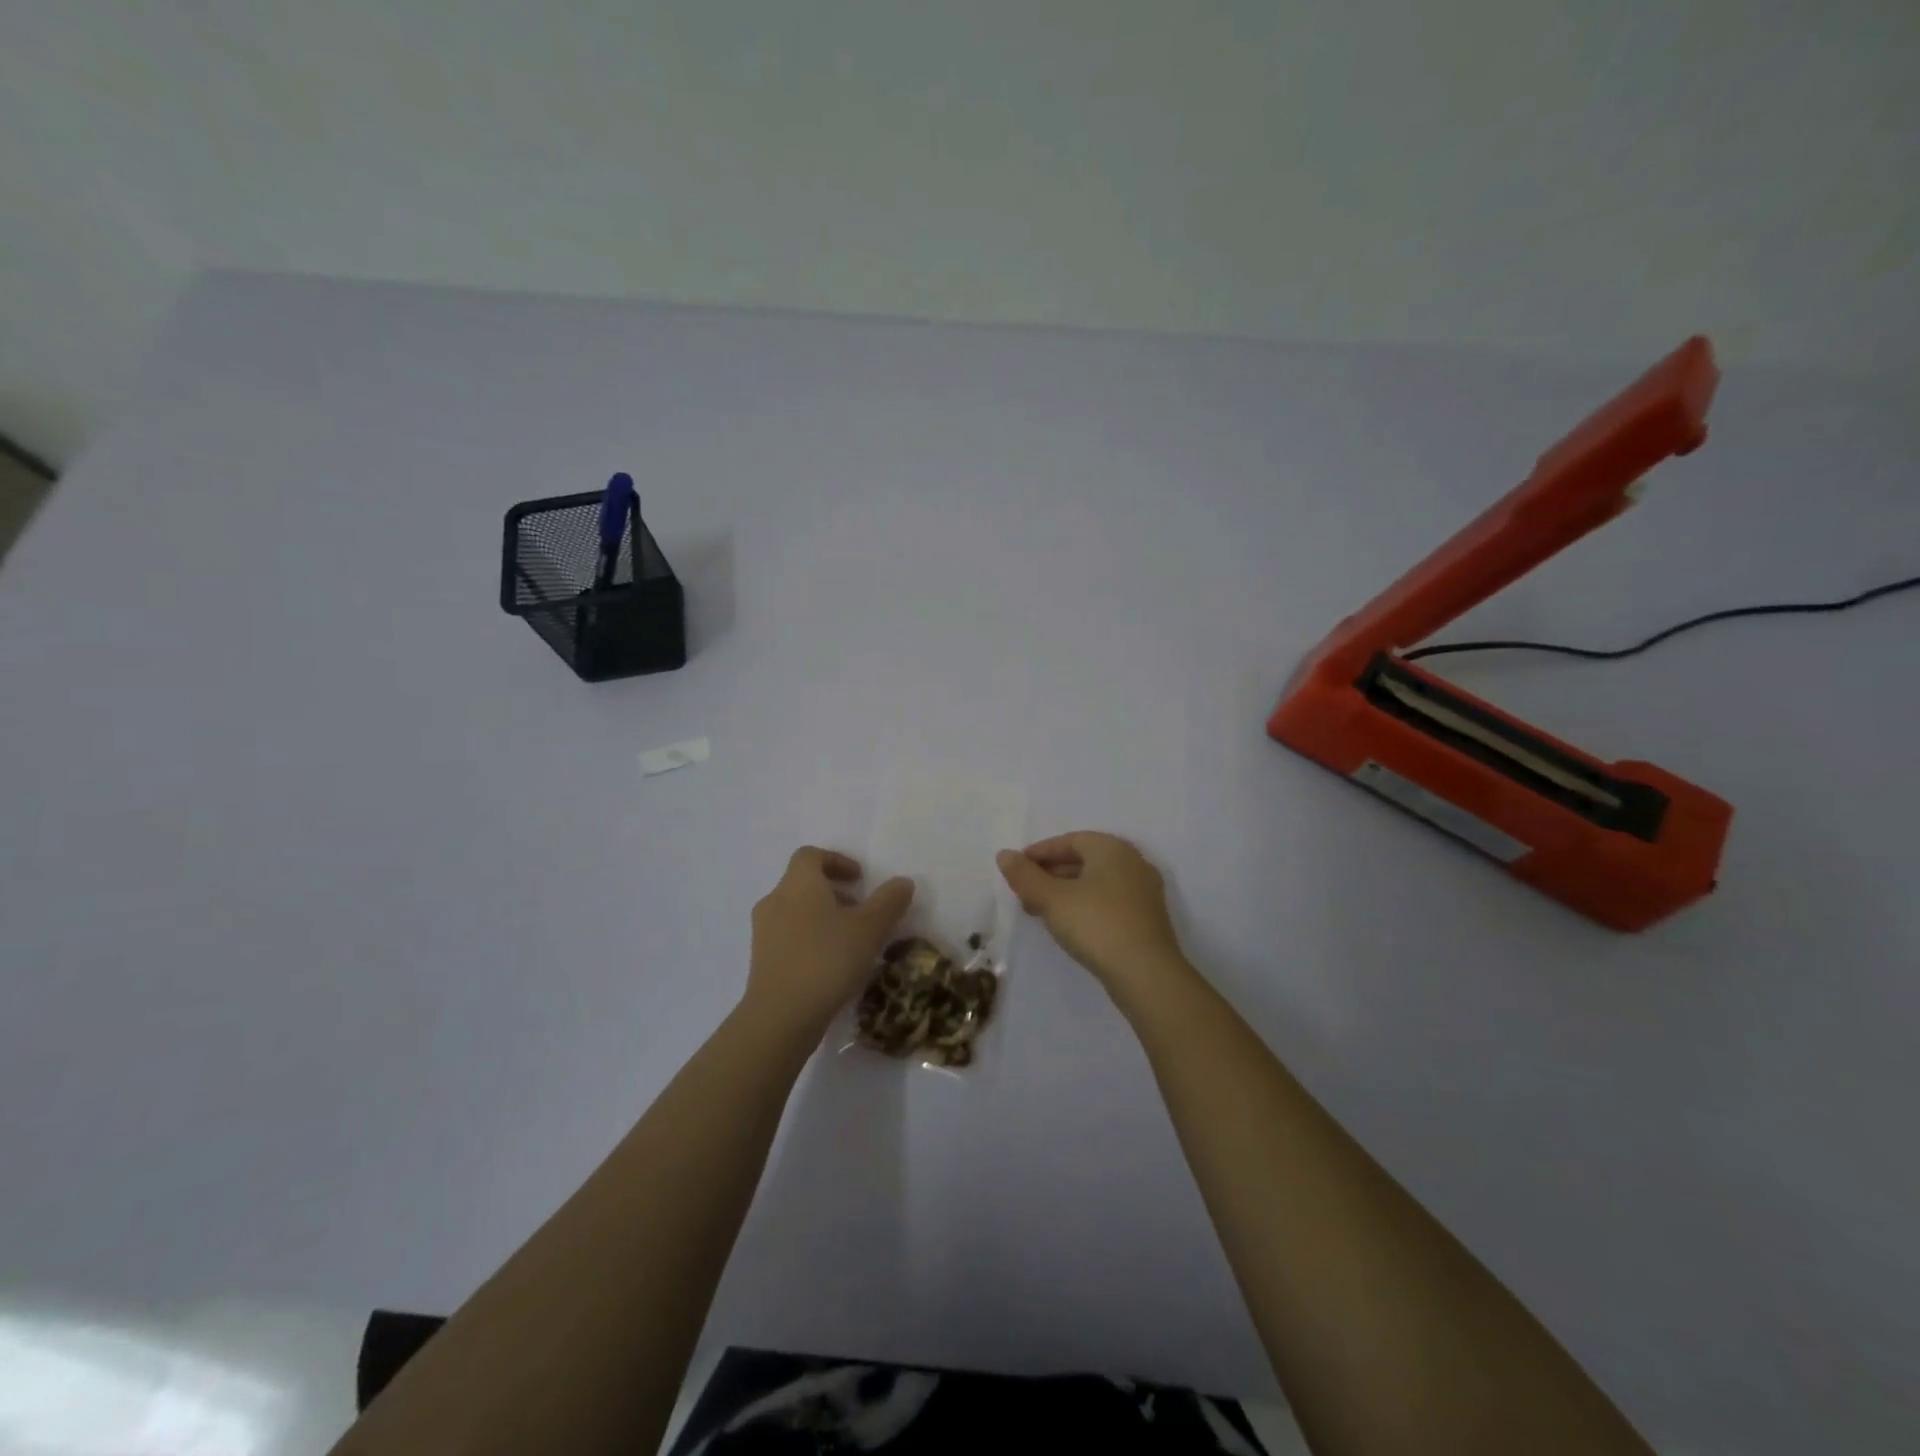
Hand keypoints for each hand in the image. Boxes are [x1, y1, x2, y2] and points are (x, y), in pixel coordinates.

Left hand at [746, 848, 914, 1032]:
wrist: (780, 1017)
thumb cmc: (827, 960)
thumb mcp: (870, 929)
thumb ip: (889, 902)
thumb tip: (903, 882)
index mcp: (799, 884)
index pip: (811, 856)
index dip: (836, 861)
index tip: (860, 879)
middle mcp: (775, 900)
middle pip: (802, 883)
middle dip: (833, 892)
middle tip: (860, 911)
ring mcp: (763, 932)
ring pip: (794, 911)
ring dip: (821, 917)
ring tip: (848, 941)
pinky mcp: (761, 960)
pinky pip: (787, 937)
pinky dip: (809, 939)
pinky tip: (829, 965)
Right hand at [996, 832, 1189, 1000]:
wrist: (1146, 974)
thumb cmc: (1096, 924)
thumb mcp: (1052, 899)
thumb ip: (1025, 876)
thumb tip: (1004, 855)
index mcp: (1112, 848)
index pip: (1070, 840)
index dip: (1040, 852)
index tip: (1017, 868)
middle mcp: (1132, 862)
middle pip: (1084, 860)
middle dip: (1051, 873)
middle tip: (1025, 891)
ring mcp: (1144, 892)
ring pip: (1096, 882)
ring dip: (1066, 891)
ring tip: (1039, 911)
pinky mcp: (1147, 918)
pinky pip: (1109, 901)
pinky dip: (1085, 905)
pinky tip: (1068, 925)